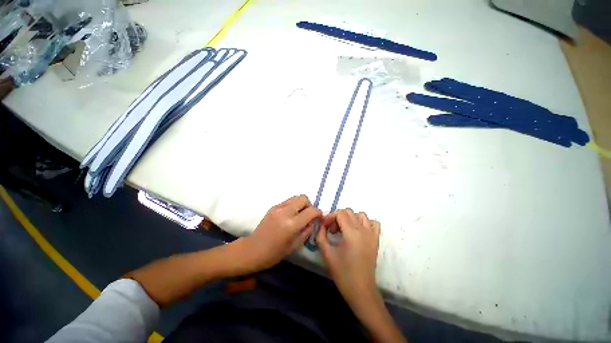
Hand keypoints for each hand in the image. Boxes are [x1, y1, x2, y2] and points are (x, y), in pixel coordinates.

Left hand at [239, 195, 321, 272]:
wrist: (253, 249)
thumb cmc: (274, 253)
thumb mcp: (295, 245)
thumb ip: (307, 231)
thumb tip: (313, 221)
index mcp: (291, 224)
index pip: (311, 211)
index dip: (318, 213)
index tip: (319, 217)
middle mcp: (285, 212)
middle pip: (303, 198)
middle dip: (309, 205)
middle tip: (308, 215)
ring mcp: (278, 207)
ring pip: (295, 197)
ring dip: (301, 204)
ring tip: (299, 215)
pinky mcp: (273, 207)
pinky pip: (287, 201)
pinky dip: (293, 206)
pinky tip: (290, 216)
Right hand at [317, 209, 380, 308]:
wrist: (361, 290)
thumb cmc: (342, 273)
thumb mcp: (327, 253)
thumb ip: (321, 236)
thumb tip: (321, 226)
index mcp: (352, 233)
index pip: (340, 213)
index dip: (330, 217)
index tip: (324, 227)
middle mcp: (363, 230)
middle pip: (349, 212)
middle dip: (338, 217)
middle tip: (332, 230)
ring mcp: (372, 234)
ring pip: (361, 215)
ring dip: (350, 218)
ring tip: (344, 229)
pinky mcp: (376, 240)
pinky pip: (373, 223)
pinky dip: (365, 222)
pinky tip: (358, 231)